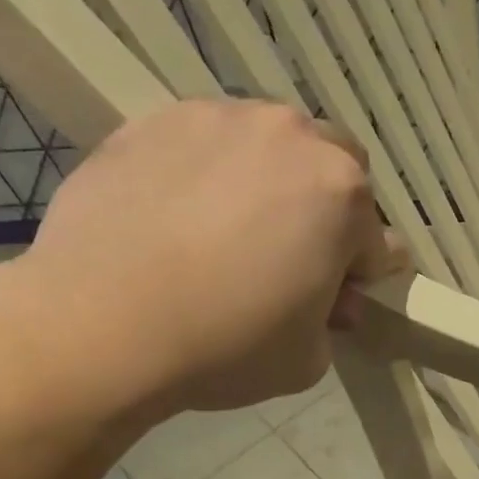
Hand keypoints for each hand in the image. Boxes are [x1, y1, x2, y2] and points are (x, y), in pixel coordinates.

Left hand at [12, 100, 401, 412]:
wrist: (101, 324)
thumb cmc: (224, 347)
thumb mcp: (307, 360)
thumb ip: (332, 320)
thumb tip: (324, 296)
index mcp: (341, 196)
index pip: (378, 240)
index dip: (360, 277)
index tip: (334, 303)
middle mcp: (290, 138)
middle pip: (333, 171)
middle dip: (325, 213)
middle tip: (287, 260)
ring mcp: (219, 118)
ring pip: (269, 147)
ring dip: (267, 185)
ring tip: (223, 236)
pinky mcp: (157, 119)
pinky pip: (205, 144)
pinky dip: (207, 174)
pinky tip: (176, 220)